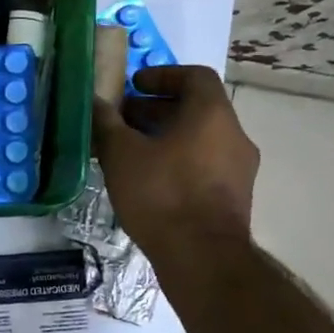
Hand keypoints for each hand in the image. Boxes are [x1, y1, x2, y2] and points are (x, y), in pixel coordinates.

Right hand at [92, 65, 258, 254]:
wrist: (202, 258)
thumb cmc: (162, 193)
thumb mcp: (122, 154)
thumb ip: (106, 122)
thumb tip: (94, 101)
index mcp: (212, 114)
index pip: (195, 76)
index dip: (163, 74)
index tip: (134, 85)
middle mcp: (234, 135)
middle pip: (196, 108)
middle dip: (156, 108)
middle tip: (122, 119)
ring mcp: (239, 168)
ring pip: (200, 138)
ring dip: (166, 136)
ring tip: (130, 151)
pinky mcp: (234, 196)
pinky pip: (204, 164)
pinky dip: (178, 160)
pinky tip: (149, 180)